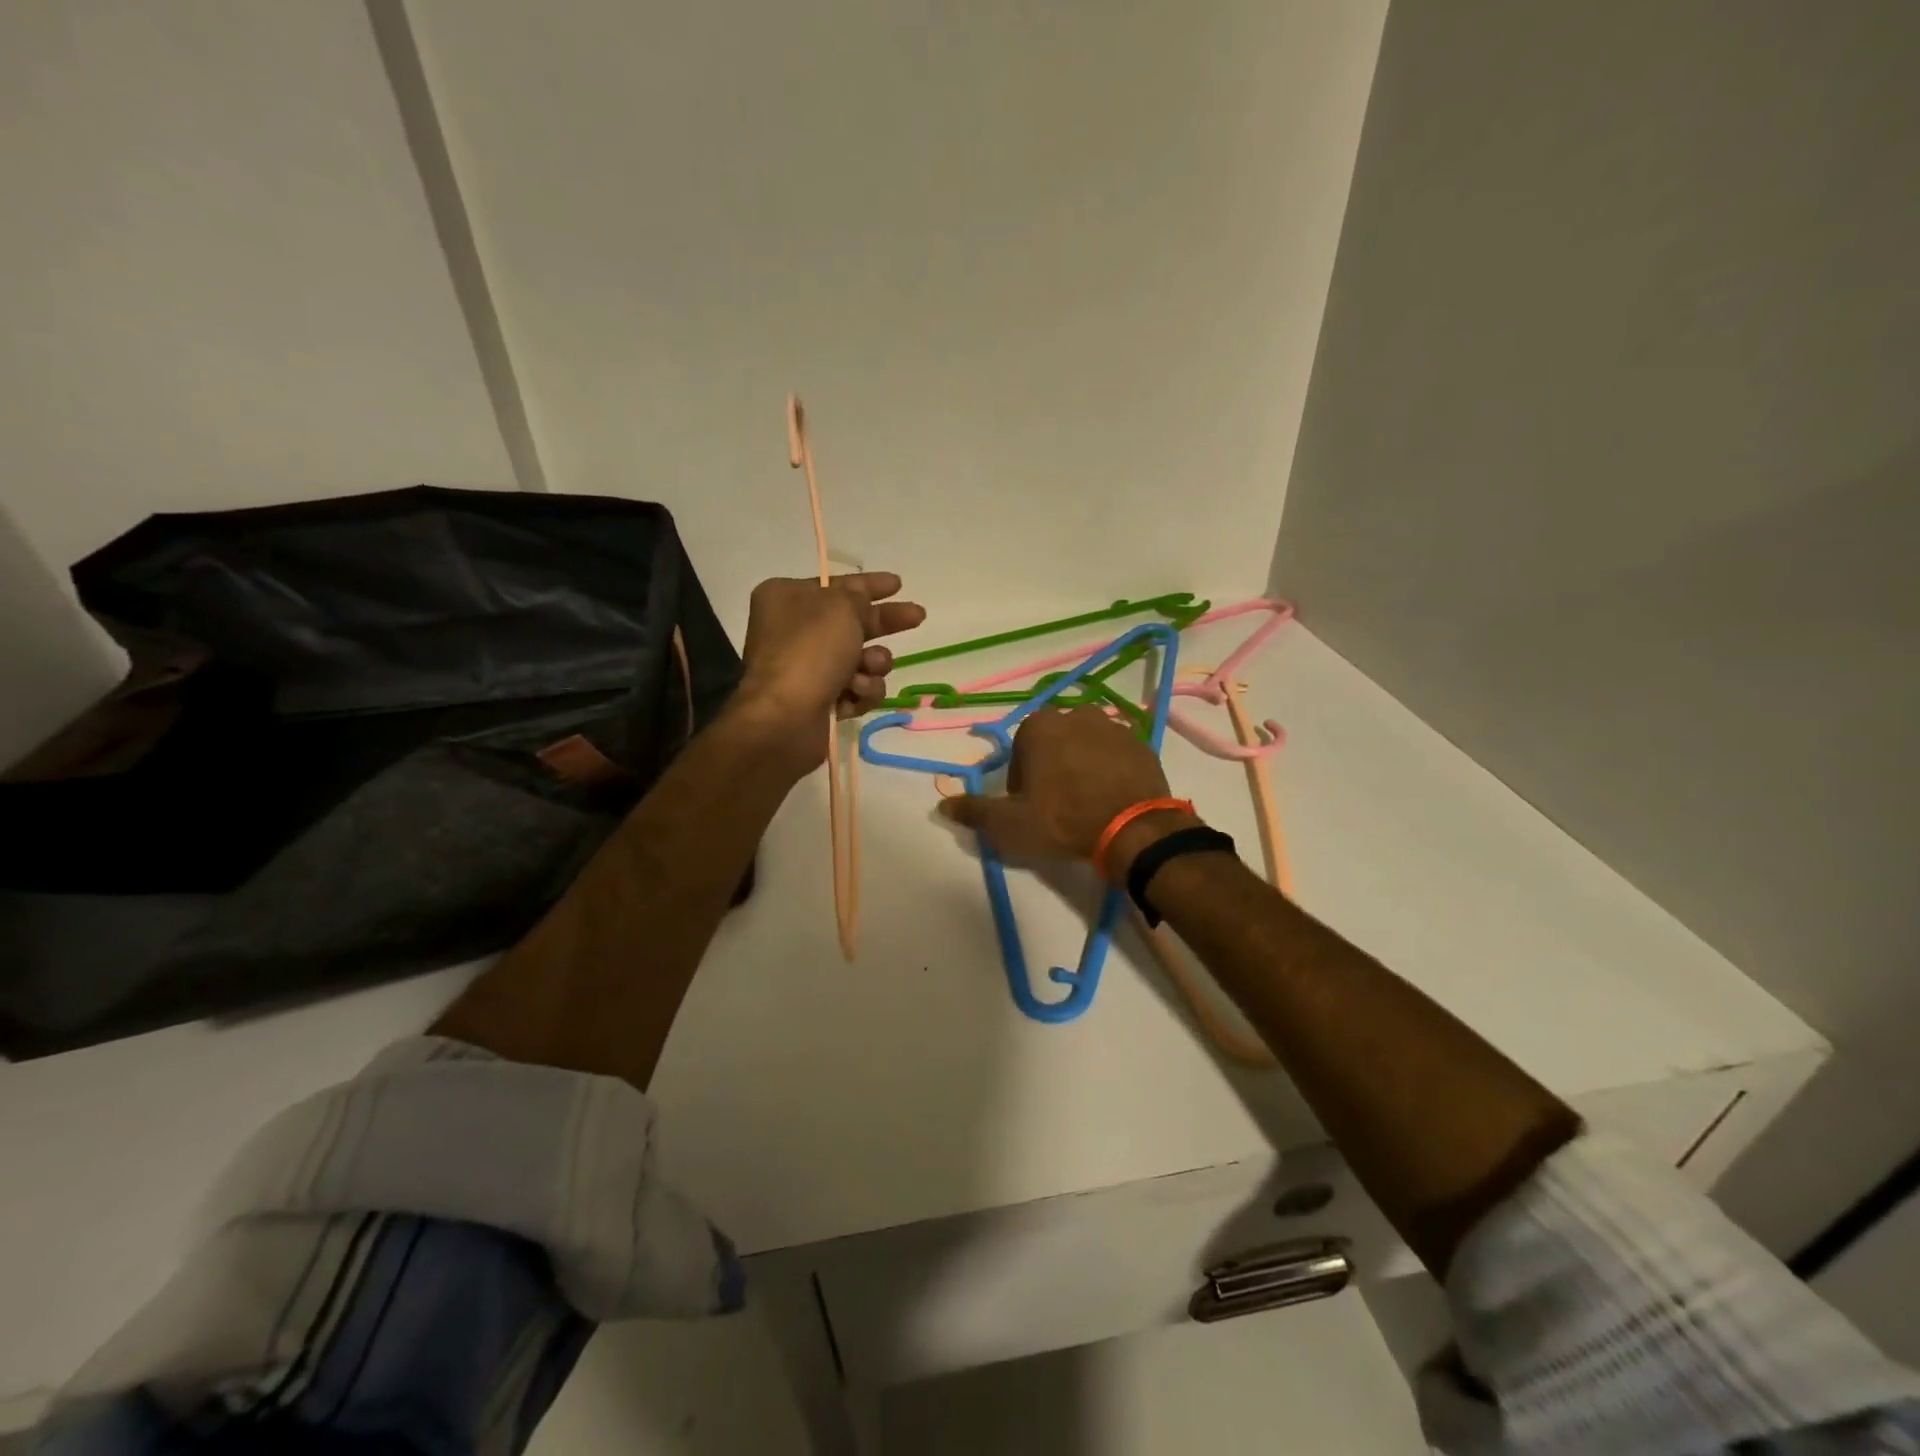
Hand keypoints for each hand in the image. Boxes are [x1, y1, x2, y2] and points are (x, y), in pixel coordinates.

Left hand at [732, 573, 925, 766]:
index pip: (836, 585)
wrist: (785, 718)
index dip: (869, 584)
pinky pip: (855, 689)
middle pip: (852, 622)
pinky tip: (854, 695)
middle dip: (884, 624)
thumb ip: (858, 597)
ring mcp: (806, 668)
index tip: (898, 584)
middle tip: (917, 617)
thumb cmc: (810, 651)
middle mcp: (793, 631)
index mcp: (787, 599)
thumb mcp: (840, 608)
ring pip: (860, 659)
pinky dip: (860, 692)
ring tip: (867, 671)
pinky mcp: (818, 700)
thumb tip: (860, 598)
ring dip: (873, 665)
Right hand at [939, 704, 1192, 870]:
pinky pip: (1116, 754)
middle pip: (1053, 744)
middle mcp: (1076, 715)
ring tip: (1086, 802)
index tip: (1030, 806)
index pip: (1020, 751)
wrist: (1134, 828)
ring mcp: (1113, 726)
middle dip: (1051, 768)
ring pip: (1086, 745)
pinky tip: (1111, 798)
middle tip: (1057, 806)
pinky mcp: (1142, 743)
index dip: (1021, 782)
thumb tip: (943, 806)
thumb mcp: (1009, 824)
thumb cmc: (1063, 820)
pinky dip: (1111, 770)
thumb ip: (975, 812)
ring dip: (1081, 766)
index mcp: (1040, 726)